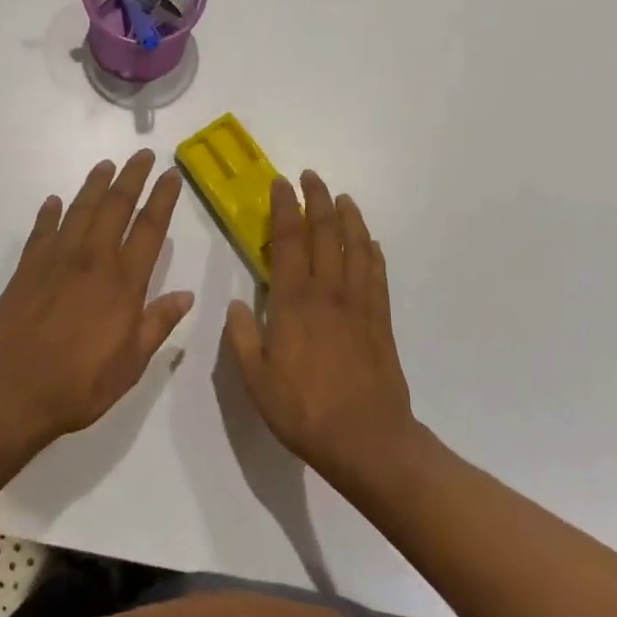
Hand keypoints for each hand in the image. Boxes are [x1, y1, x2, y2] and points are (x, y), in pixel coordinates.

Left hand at [0, 151, 192, 447]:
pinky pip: (41, 231)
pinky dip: (49, 213)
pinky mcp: (26, 269)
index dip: (162, 199)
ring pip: (79, 210)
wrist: (8, 391)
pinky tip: (54, 201)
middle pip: (115, 207)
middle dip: (131, 177)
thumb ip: (157, 325)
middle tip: (142, 155)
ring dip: (94, 185)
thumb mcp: (130, 364)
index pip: (149, 229)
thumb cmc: (78, 385)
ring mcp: (55, 260)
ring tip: (105, 165)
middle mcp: (92, 260)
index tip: (170, 175)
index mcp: (123, 283)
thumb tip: (186, 295)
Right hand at [223, 171, 414, 488]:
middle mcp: (328, 293)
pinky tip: (371, 243)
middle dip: (317, 200)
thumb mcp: (257, 380)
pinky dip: (373, 252)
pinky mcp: (380, 319)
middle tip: (310, 177)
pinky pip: (377, 275)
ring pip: (356, 247)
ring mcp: (359, 304)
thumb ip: (244, 338)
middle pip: (325, 234)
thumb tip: (236, 305)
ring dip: (348, 218)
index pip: (288, 242)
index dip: (284, 208)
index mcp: (294, 303)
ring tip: (342, 197)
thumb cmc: (304, 410)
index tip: (280, 184)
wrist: (366, 439)